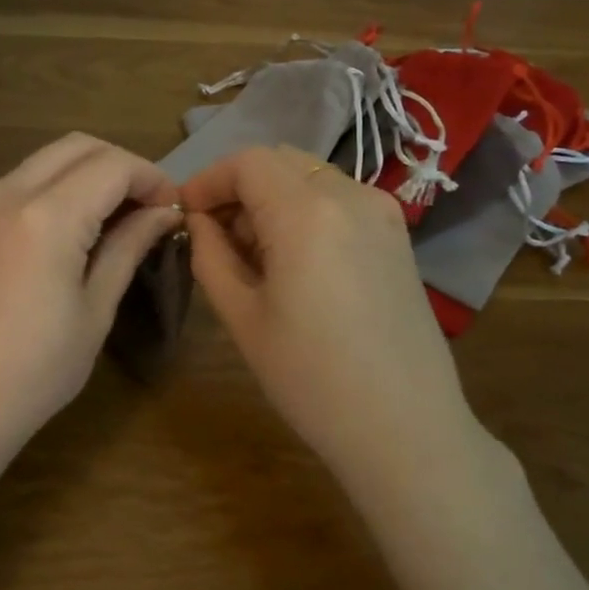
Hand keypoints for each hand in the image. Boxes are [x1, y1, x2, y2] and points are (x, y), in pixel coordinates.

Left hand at [0, 134, 182, 459]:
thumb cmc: (35, 372)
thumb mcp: (94, 310)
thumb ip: (127, 247)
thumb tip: (163, 212)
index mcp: (46, 216)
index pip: (112, 166)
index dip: (151, 178)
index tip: (174, 208)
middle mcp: (6, 193)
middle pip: (76, 146)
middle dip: (121, 165)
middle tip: (148, 207)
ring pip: (45, 160)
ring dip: (86, 173)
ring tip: (115, 218)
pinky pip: (19, 184)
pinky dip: (55, 189)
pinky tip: (72, 229)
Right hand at [180, 146, 490, 488]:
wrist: (403, 427)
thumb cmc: (310, 378)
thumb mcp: (242, 317)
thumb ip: (210, 256)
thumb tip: (199, 221)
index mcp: (307, 213)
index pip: (247, 162)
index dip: (208, 179)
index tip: (184, 213)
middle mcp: (352, 197)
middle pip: (281, 162)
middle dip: (239, 187)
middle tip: (214, 235)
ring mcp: (383, 214)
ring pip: (311, 178)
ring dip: (272, 199)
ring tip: (251, 254)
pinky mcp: (398, 237)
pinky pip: (339, 201)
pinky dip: (304, 212)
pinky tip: (293, 262)